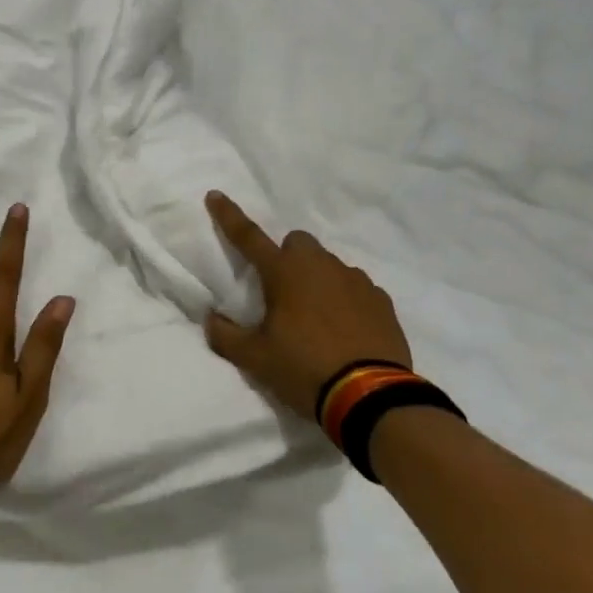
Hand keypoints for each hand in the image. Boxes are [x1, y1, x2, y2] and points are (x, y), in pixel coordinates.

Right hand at [203, 191, 412, 421]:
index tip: (215, 195)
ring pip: (329, 265)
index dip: (228, 216)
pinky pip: (356, 288)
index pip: (248, 236)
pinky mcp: (381, 300)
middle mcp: (321, 266)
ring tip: (315, 319)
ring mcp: (356, 280)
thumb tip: (211, 319)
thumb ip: (226, 336)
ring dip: (317, 280)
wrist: (370, 397)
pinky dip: (345, 299)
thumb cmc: (304, 369)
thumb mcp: (255, 359)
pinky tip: (344, 329)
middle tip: (281, 294)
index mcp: (285, 273)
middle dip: (286, 258)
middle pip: (297, 243)